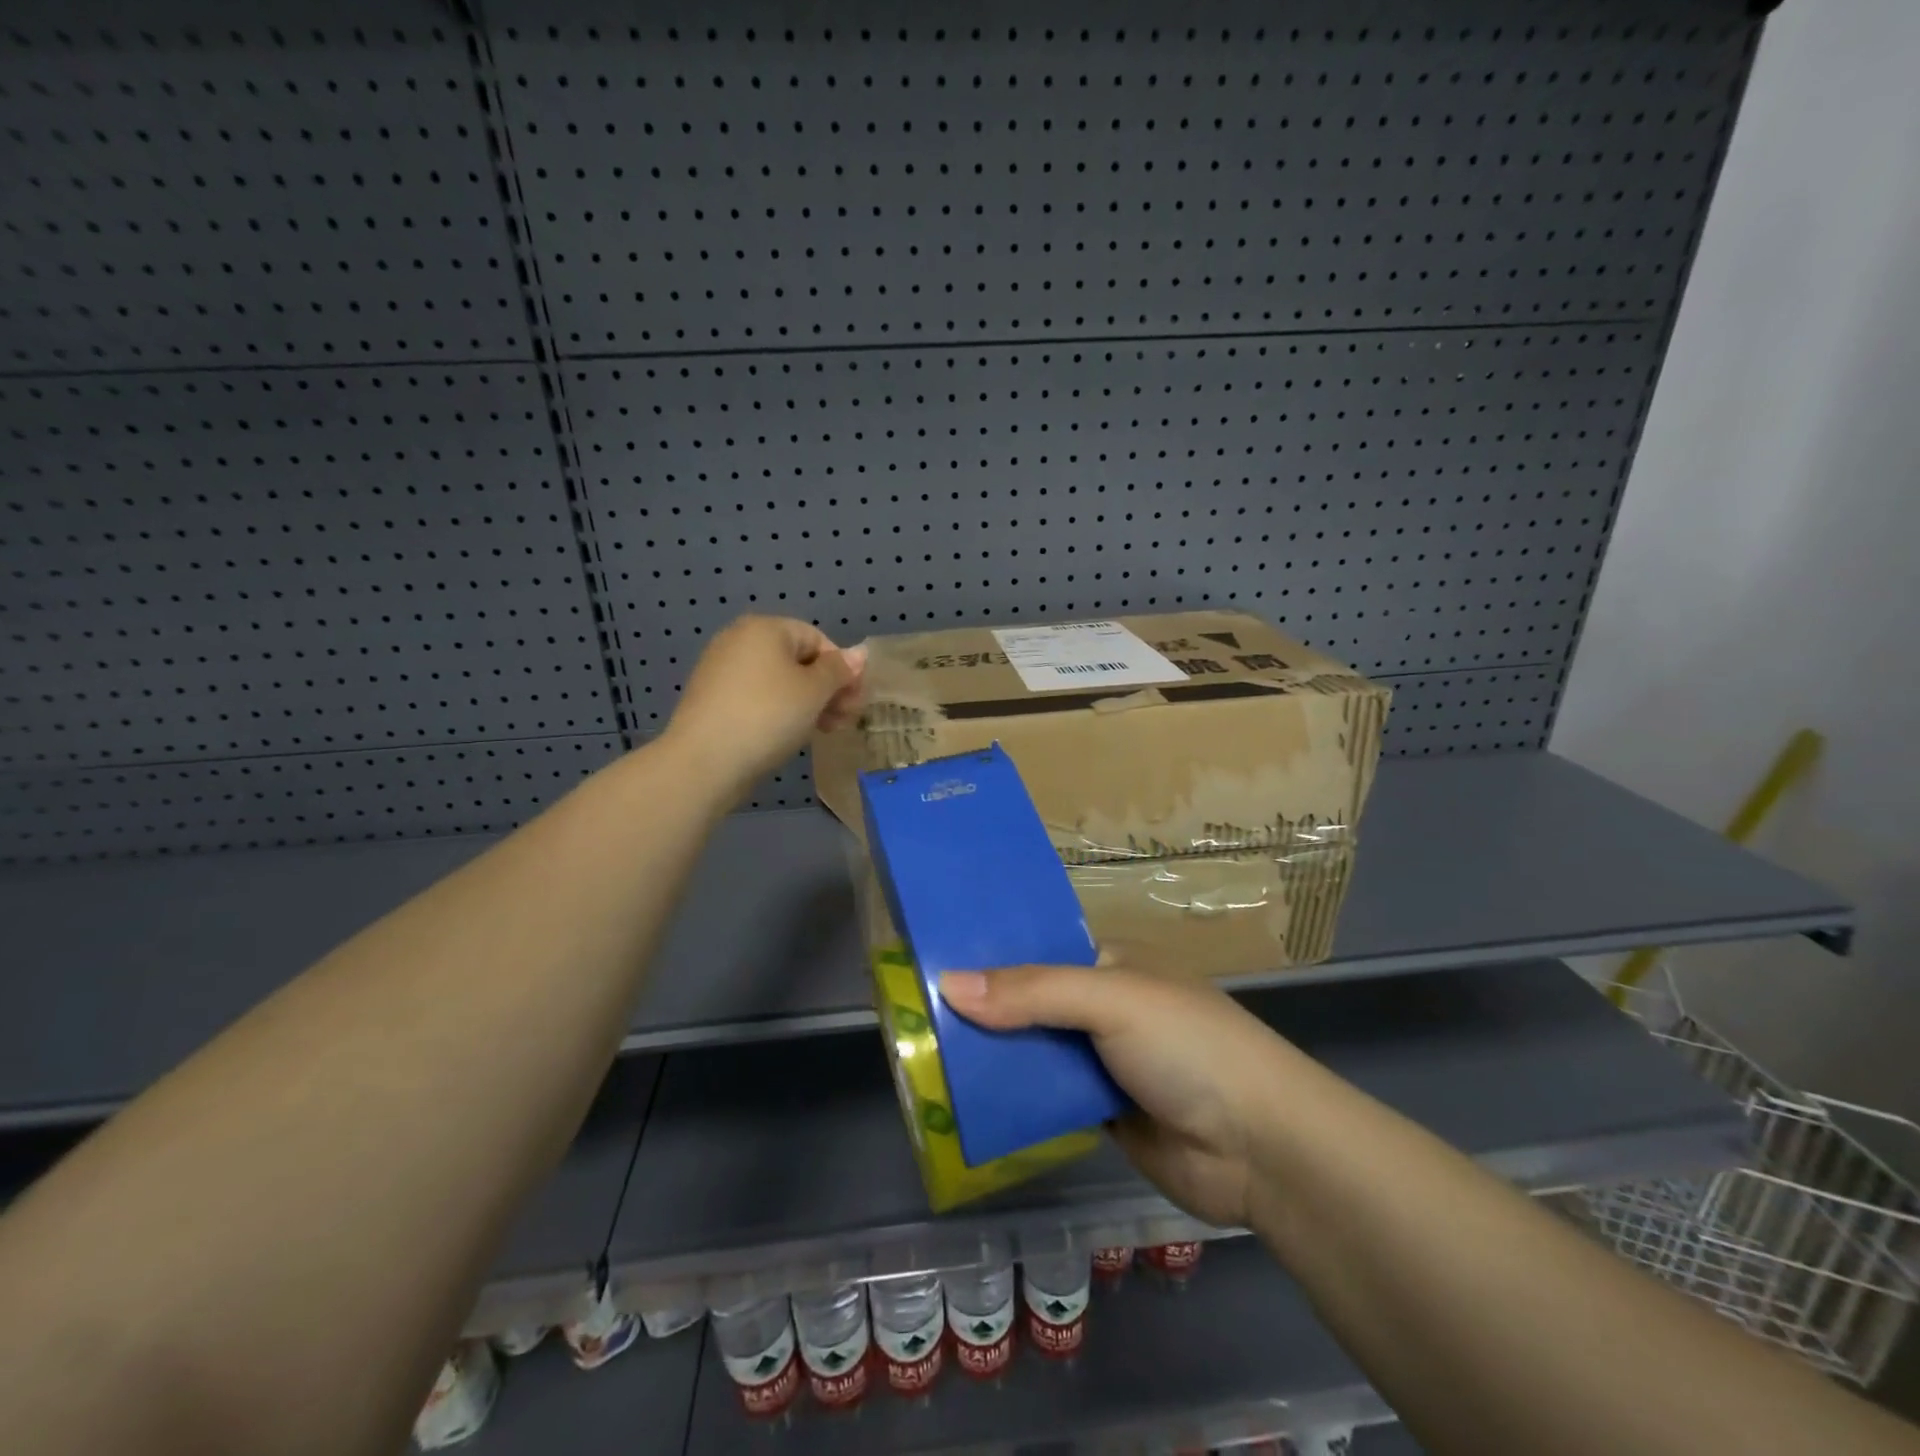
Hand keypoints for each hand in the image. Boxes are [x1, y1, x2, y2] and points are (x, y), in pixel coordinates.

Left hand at [664, 616, 865, 792]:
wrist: (705, 761)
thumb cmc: (768, 716)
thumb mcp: (814, 691)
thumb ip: (839, 670)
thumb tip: (859, 653)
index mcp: (765, 628)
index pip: (818, 639)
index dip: (842, 669)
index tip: (854, 702)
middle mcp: (739, 640)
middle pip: (798, 660)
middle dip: (827, 689)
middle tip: (843, 721)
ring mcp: (722, 669)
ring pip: (779, 681)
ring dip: (807, 703)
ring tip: (822, 731)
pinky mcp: (713, 699)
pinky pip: (758, 697)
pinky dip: (779, 711)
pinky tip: (789, 735)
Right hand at [939, 965, 1295, 1229]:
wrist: (1262, 1149)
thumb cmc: (1188, 1046)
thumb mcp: (1110, 1000)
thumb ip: (1031, 992)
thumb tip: (948, 984)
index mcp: (1109, 963)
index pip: (1037, 949)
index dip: (989, 953)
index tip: (930, 957)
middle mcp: (1103, 1007)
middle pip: (1028, 1003)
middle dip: (981, 1010)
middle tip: (912, 1013)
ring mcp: (1102, 1061)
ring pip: (1033, 1052)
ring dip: (992, 1057)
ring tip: (922, 1055)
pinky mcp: (1100, 1112)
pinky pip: (1045, 1099)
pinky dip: (1012, 1099)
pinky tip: (965, 1102)